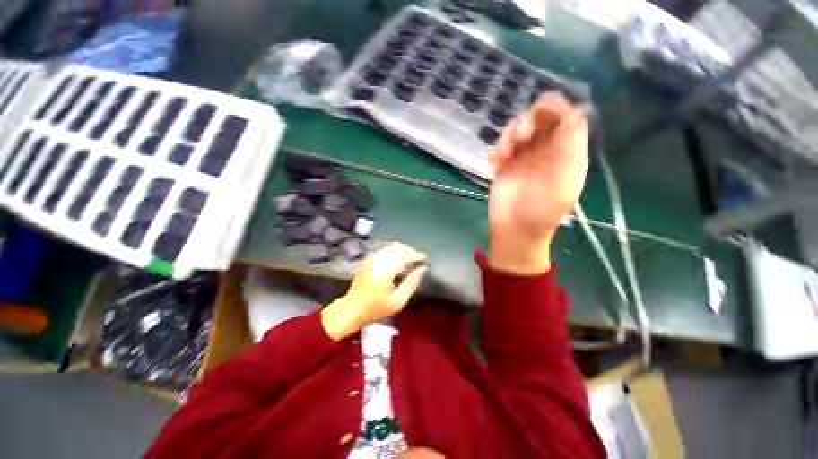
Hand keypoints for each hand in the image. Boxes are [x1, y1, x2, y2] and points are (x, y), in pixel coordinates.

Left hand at [322, 243, 427, 340]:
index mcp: (385, 270)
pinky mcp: (369, 258)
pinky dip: (395, 251)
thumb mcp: (398, 301)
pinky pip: (385, 249)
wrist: (352, 307)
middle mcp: (378, 260)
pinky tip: (399, 258)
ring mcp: (372, 258)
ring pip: (392, 246)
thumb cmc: (376, 307)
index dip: (416, 255)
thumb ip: (412, 283)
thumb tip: (423, 269)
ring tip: (411, 258)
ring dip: (403, 250)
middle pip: (398, 248)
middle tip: (419, 258)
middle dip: (411, 251)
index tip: (425, 258)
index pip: (404, 255)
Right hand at [488, 94, 588, 273]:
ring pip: (517, 131)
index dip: (555, 107)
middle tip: (519, 137)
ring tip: (505, 153)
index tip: (539, 108)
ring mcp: (523, 159)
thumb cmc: (542, 210)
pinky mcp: (504, 167)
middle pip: (539, 120)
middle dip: (528, 121)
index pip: (567, 118)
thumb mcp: (565, 178)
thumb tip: (572, 111)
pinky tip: (494, 162)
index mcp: (566, 152)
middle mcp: (545, 151)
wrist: (516, 231)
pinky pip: (500, 147)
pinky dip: (496, 149)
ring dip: (509, 135)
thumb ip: (571, 145)